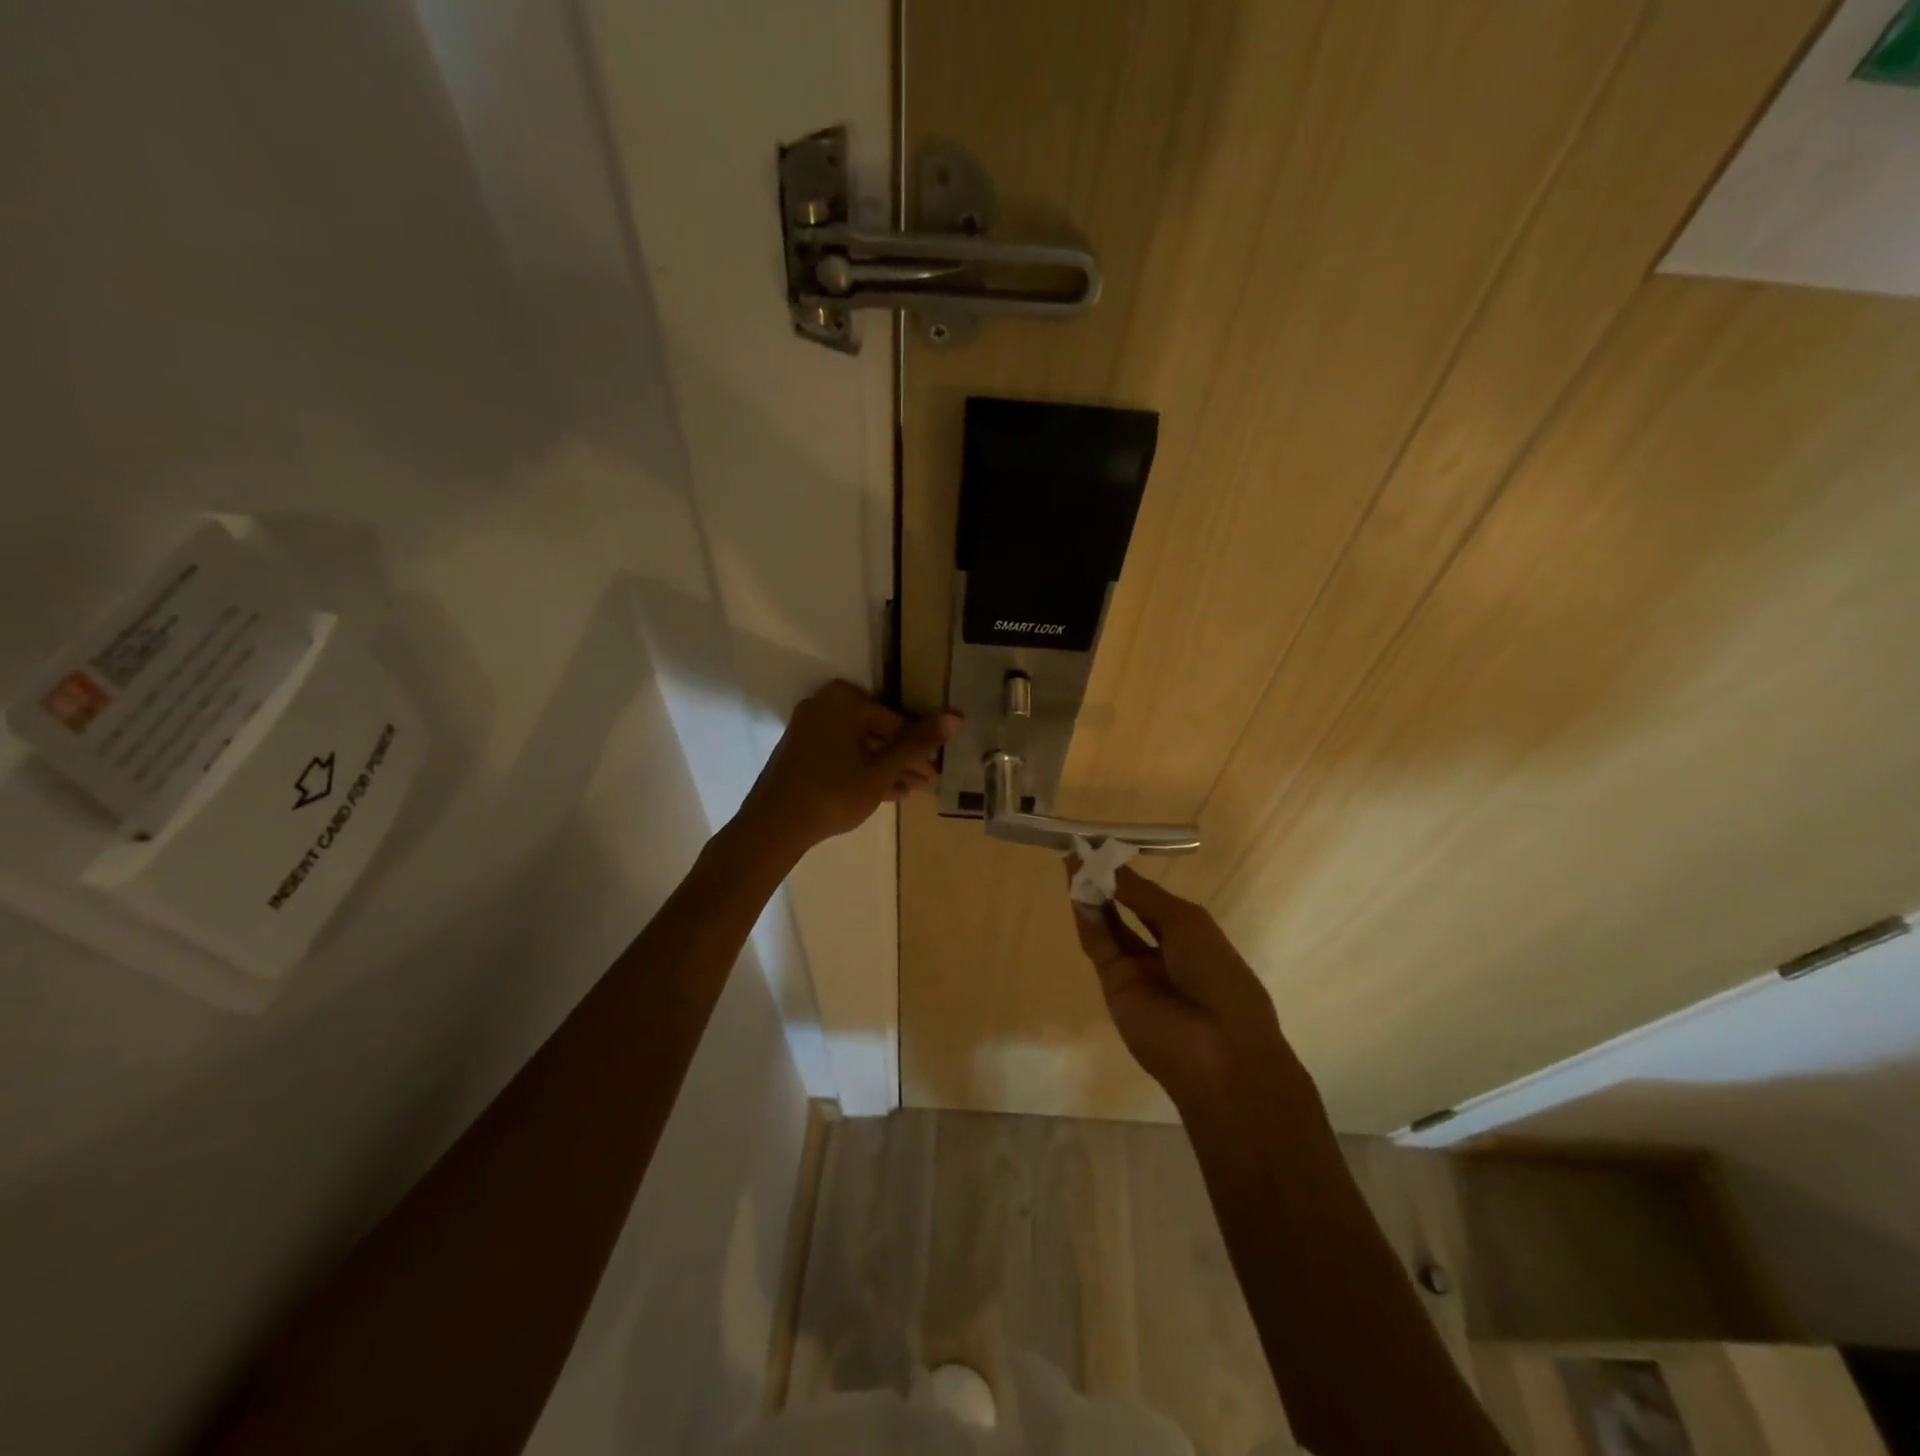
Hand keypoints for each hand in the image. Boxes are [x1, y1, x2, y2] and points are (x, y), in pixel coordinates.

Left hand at [738, 681, 958, 853]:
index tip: (939, 768)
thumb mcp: (882, 770)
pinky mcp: (802, 751)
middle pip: (878, 731)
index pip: (896, 720)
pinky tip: (888, 792)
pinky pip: (842, 754)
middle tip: (929, 782)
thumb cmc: (834, 792)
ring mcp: (810, 728)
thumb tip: (955, 717)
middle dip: (904, 758)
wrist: (774, 826)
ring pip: (861, 745)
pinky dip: (864, 770)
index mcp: (844, 699)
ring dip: (887, 767)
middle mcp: (824, 705)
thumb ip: (917, 744)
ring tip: (914, 790)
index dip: (920, 746)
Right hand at [1069, 865, 1311, 1120]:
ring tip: (1073, 861)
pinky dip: (1087, 918)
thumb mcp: (1185, 923)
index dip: (1128, 874)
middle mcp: (1161, 949)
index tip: (1104, 846)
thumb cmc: (1217, 974)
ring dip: (1091, 895)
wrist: (1218, 1049)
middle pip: (1125, 909)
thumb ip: (1141, 894)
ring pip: (1108, 925)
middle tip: (1081, 851)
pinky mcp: (1114, 985)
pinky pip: (1098, 944)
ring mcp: (1136, 968)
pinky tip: (1077, 890)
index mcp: (1189, 933)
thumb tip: (1109, 864)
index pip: (1150, 898)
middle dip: (1106, 881)